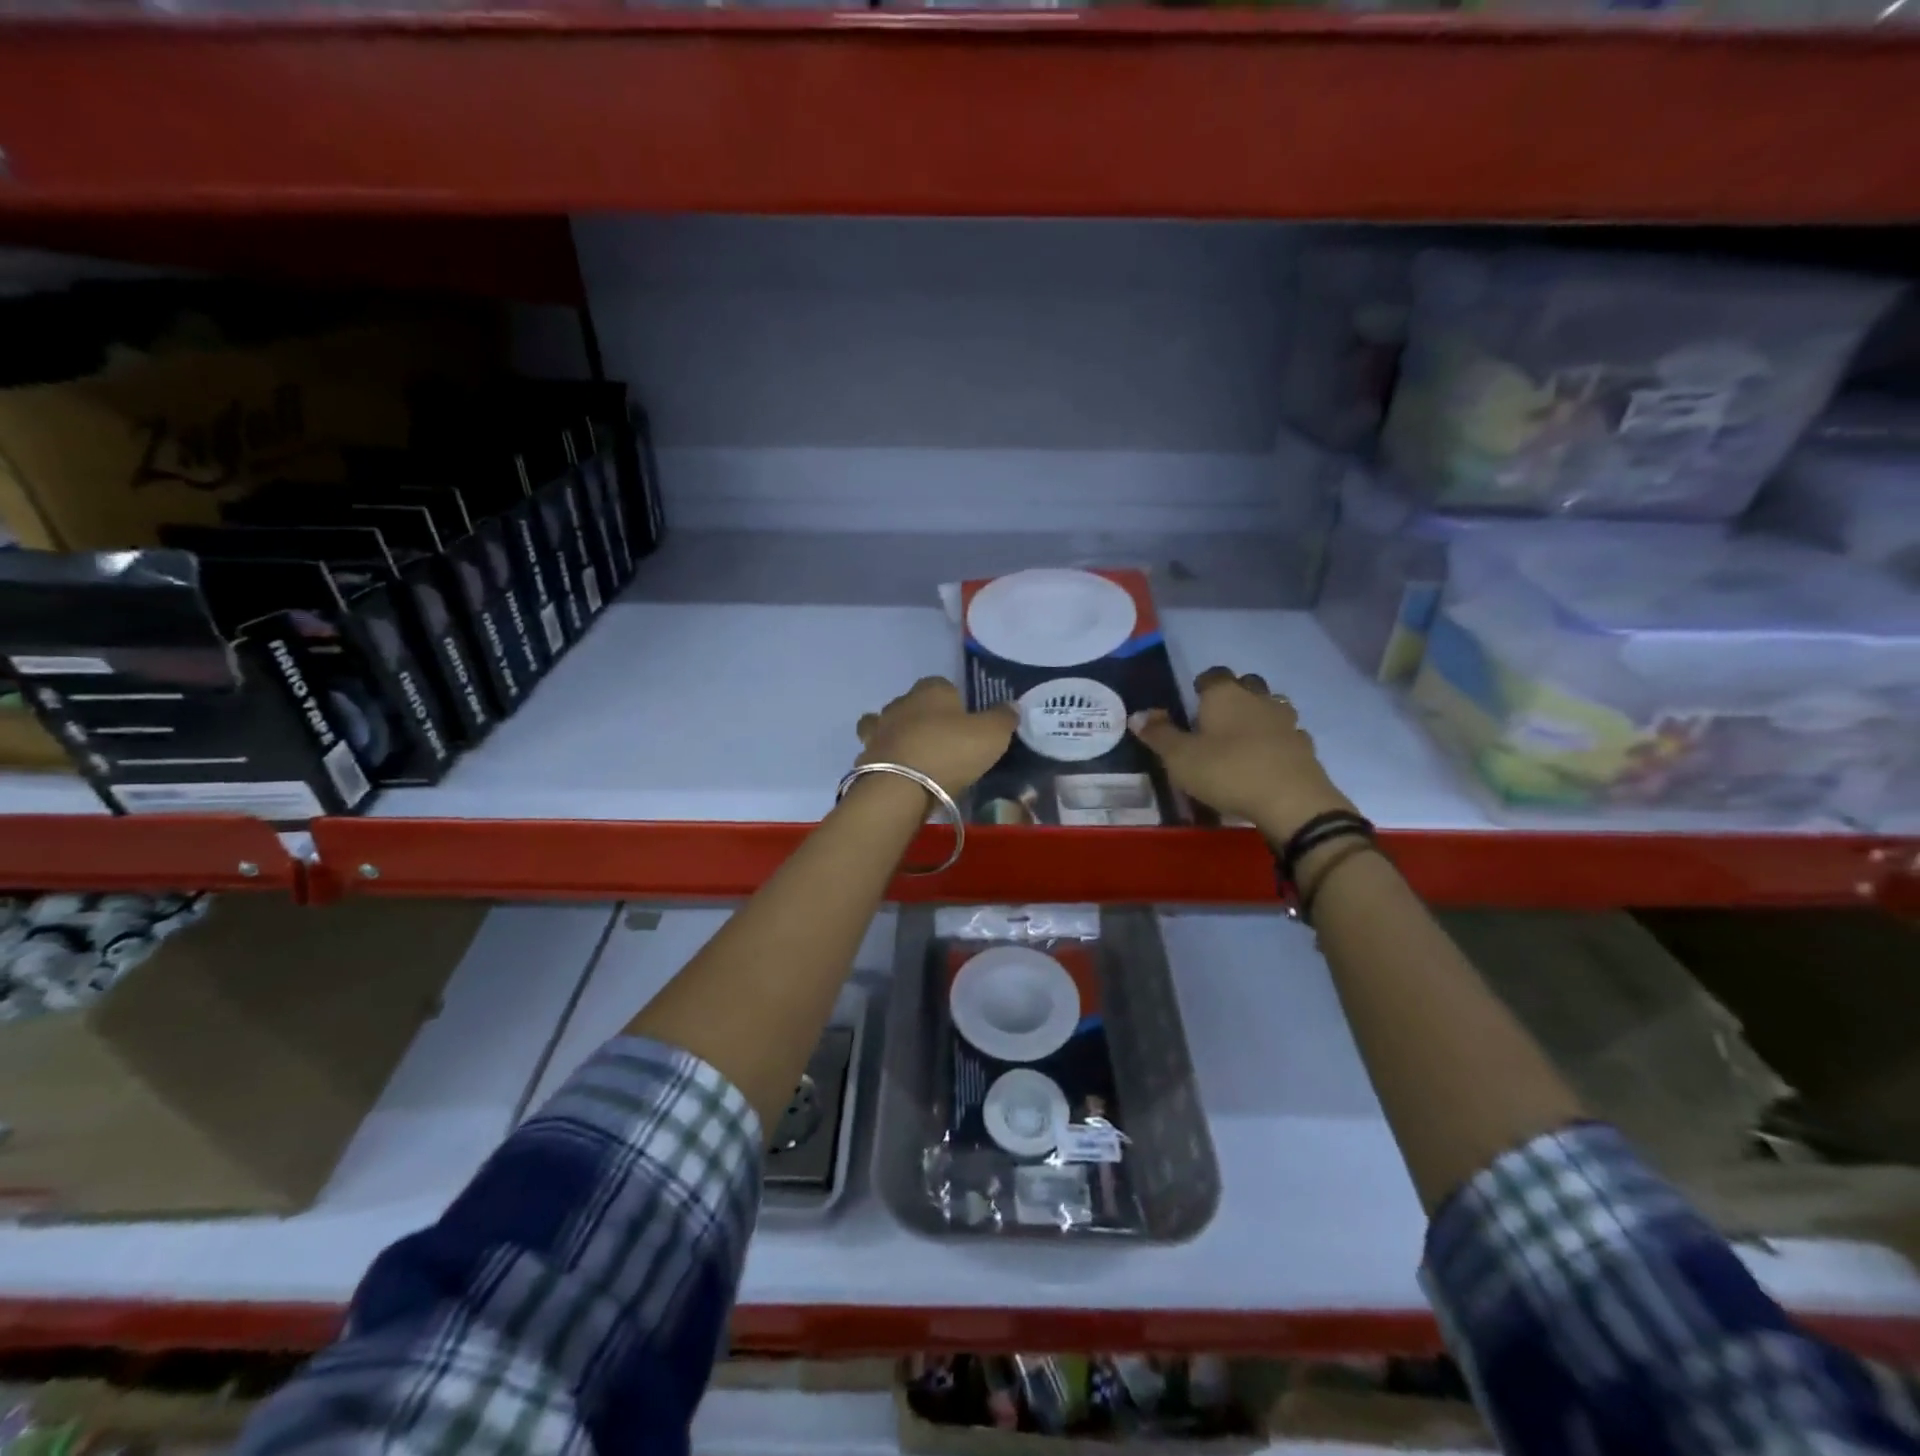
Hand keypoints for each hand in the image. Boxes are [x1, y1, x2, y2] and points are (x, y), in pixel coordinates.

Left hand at [856, 677, 1017, 798]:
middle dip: (923, 717)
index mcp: (931, 689)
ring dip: (897, 735)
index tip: (963, 722)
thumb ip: (1003, 718)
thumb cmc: (950, 751)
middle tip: (941, 741)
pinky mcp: (865, 756)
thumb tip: (1011, 705)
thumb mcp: (991, 735)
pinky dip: (887, 759)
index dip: (953, 701)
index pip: (942, 684)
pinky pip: (878, 752)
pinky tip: (899, 774)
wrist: (900, 787)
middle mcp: (901, 702)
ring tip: (914, 756)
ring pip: (886, 724)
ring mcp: (879, 729)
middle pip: (912, 703)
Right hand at [1129, 667, 1355, 841]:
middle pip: (1247, 684)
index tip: (1193, 700)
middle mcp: (1258, 699)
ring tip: (1241, 738)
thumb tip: (1137, 714)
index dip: (1202, 684)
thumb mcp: (1180, 757)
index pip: (1213, 675)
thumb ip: (1158, 734)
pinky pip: (1287, 735)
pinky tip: (1266, 759)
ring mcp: (1286, 722)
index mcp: (1225, 695)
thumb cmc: (1227, 771)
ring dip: (1257, 716)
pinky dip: (1276, 741)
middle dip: (1233, 695)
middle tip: (1216, 718)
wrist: (1291, 801)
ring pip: (1271, 707)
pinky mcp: (1305, 747)